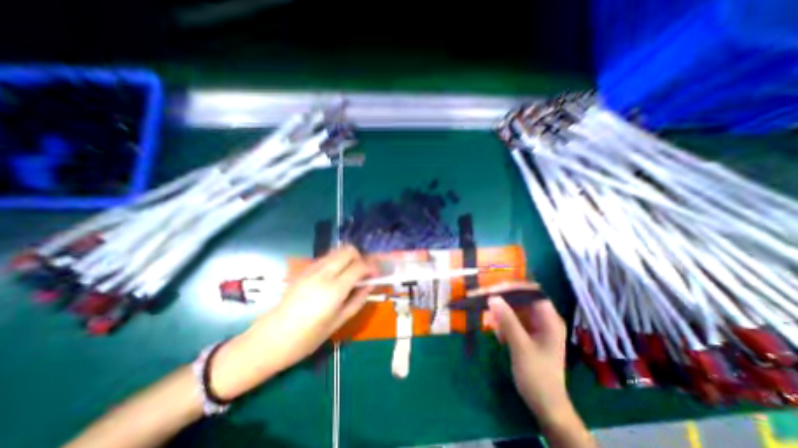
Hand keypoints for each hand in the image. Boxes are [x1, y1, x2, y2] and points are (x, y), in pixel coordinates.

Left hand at [208, 247, 378, 400]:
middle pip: (348, 250)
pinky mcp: (304, 270)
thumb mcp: (339, 322)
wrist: (270, 339)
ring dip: (349, 258)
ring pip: (337, 251)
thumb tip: (371, 284)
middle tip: (363, 273)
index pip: (359, 265)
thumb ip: (358, 300)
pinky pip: (327, 257)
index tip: (376, 275)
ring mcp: (311, 269)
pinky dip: (337, 261)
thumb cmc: (307, 337)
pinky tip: (336, 277)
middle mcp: (323, 273)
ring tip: (351, 274)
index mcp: (334, 289)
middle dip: (360, 257)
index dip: (372, 267)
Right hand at [483, 285, 570, 425]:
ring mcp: (535, 326)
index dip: (513, 287)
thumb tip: (492, 297)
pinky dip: (503, 324)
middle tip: (485, 301)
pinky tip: (499, 336)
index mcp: (549, 319)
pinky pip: (513, 320)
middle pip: (521, 299)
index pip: (531, 292)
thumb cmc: (537, 375)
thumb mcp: (520, 346)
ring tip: (491, 323)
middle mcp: (544, 318)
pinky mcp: (528, 333)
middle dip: (503, 300)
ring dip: (501, 313)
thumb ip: (507, 320)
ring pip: (515, 309)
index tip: (493, 288)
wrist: (545, 405)